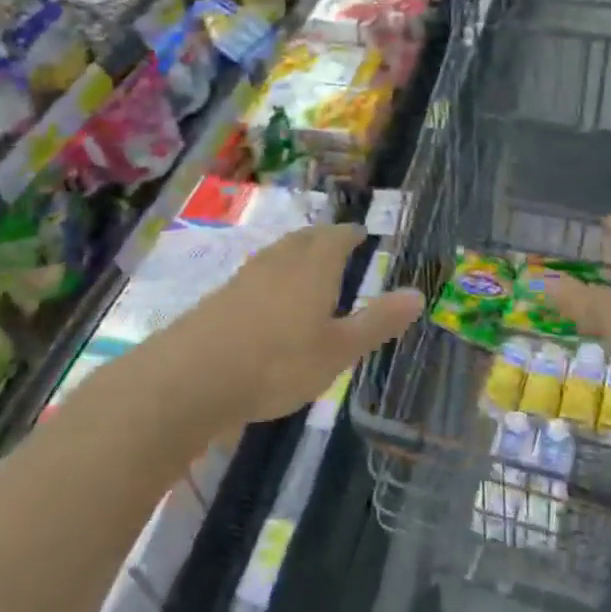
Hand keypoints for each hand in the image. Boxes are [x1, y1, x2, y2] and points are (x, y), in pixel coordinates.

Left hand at [166, 224, 422, 431]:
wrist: (192, 378)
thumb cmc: (278, 363)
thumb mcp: (338, 350)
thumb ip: (377, 322)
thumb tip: (418, 294)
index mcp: (313, 268)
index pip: (336, 238)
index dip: (350, 234)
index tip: (360, 233)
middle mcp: (279, 262)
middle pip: (304, 239)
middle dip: (322, 238)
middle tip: (335, 243)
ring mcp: (245, 278)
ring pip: (277, 254)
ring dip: (294, 253)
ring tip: (305, 264)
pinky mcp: (220, 298)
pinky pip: (255, 275)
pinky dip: (271, 276)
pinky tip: (267, 297)